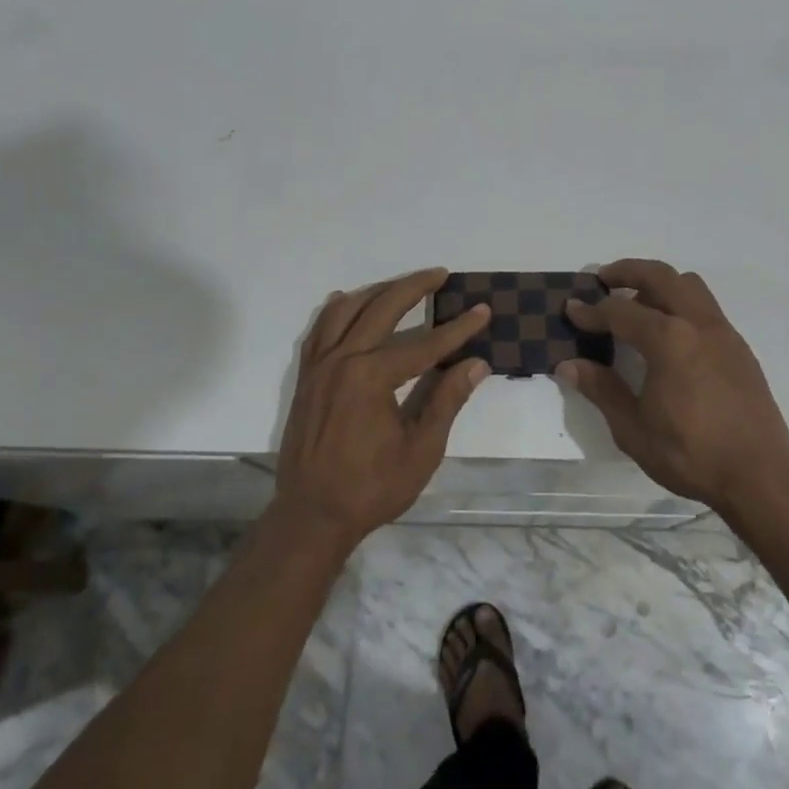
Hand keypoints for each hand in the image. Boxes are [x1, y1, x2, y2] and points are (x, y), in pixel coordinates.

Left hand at [272, 268, 491, 550]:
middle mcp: (343, 360)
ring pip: (347, 310)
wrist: (311, 515)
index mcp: (372, 377)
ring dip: (377, 291)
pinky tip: (350, 301)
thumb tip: (476, 363)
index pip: (425, 344)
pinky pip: (319, 328)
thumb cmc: (372, 487)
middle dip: (414, 287)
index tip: (482, 310)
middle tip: (440, 274)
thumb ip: (447, 401)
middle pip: (381, 308)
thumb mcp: (421, 449)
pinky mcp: (306, 376)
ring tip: (403, 286)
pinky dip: (337, 309)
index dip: (458, 328)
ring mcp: (319, 366)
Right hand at [559, 259, 788, 513]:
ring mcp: (723, 332)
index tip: (571, 309)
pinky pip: (705, 306)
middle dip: (628, 271)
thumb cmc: (691, 454)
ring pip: (689, 285)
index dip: (591, 311)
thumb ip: (602, 390)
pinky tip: (668, 334)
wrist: (760, 475)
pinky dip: (680, 302)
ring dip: (658, 283)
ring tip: (636, 302)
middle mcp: (697, 324)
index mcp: (669, 341)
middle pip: (660, 276)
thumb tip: (568, 365)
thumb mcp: (634, 429)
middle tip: (603, 280)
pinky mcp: (738, 347)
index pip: (620, 312)